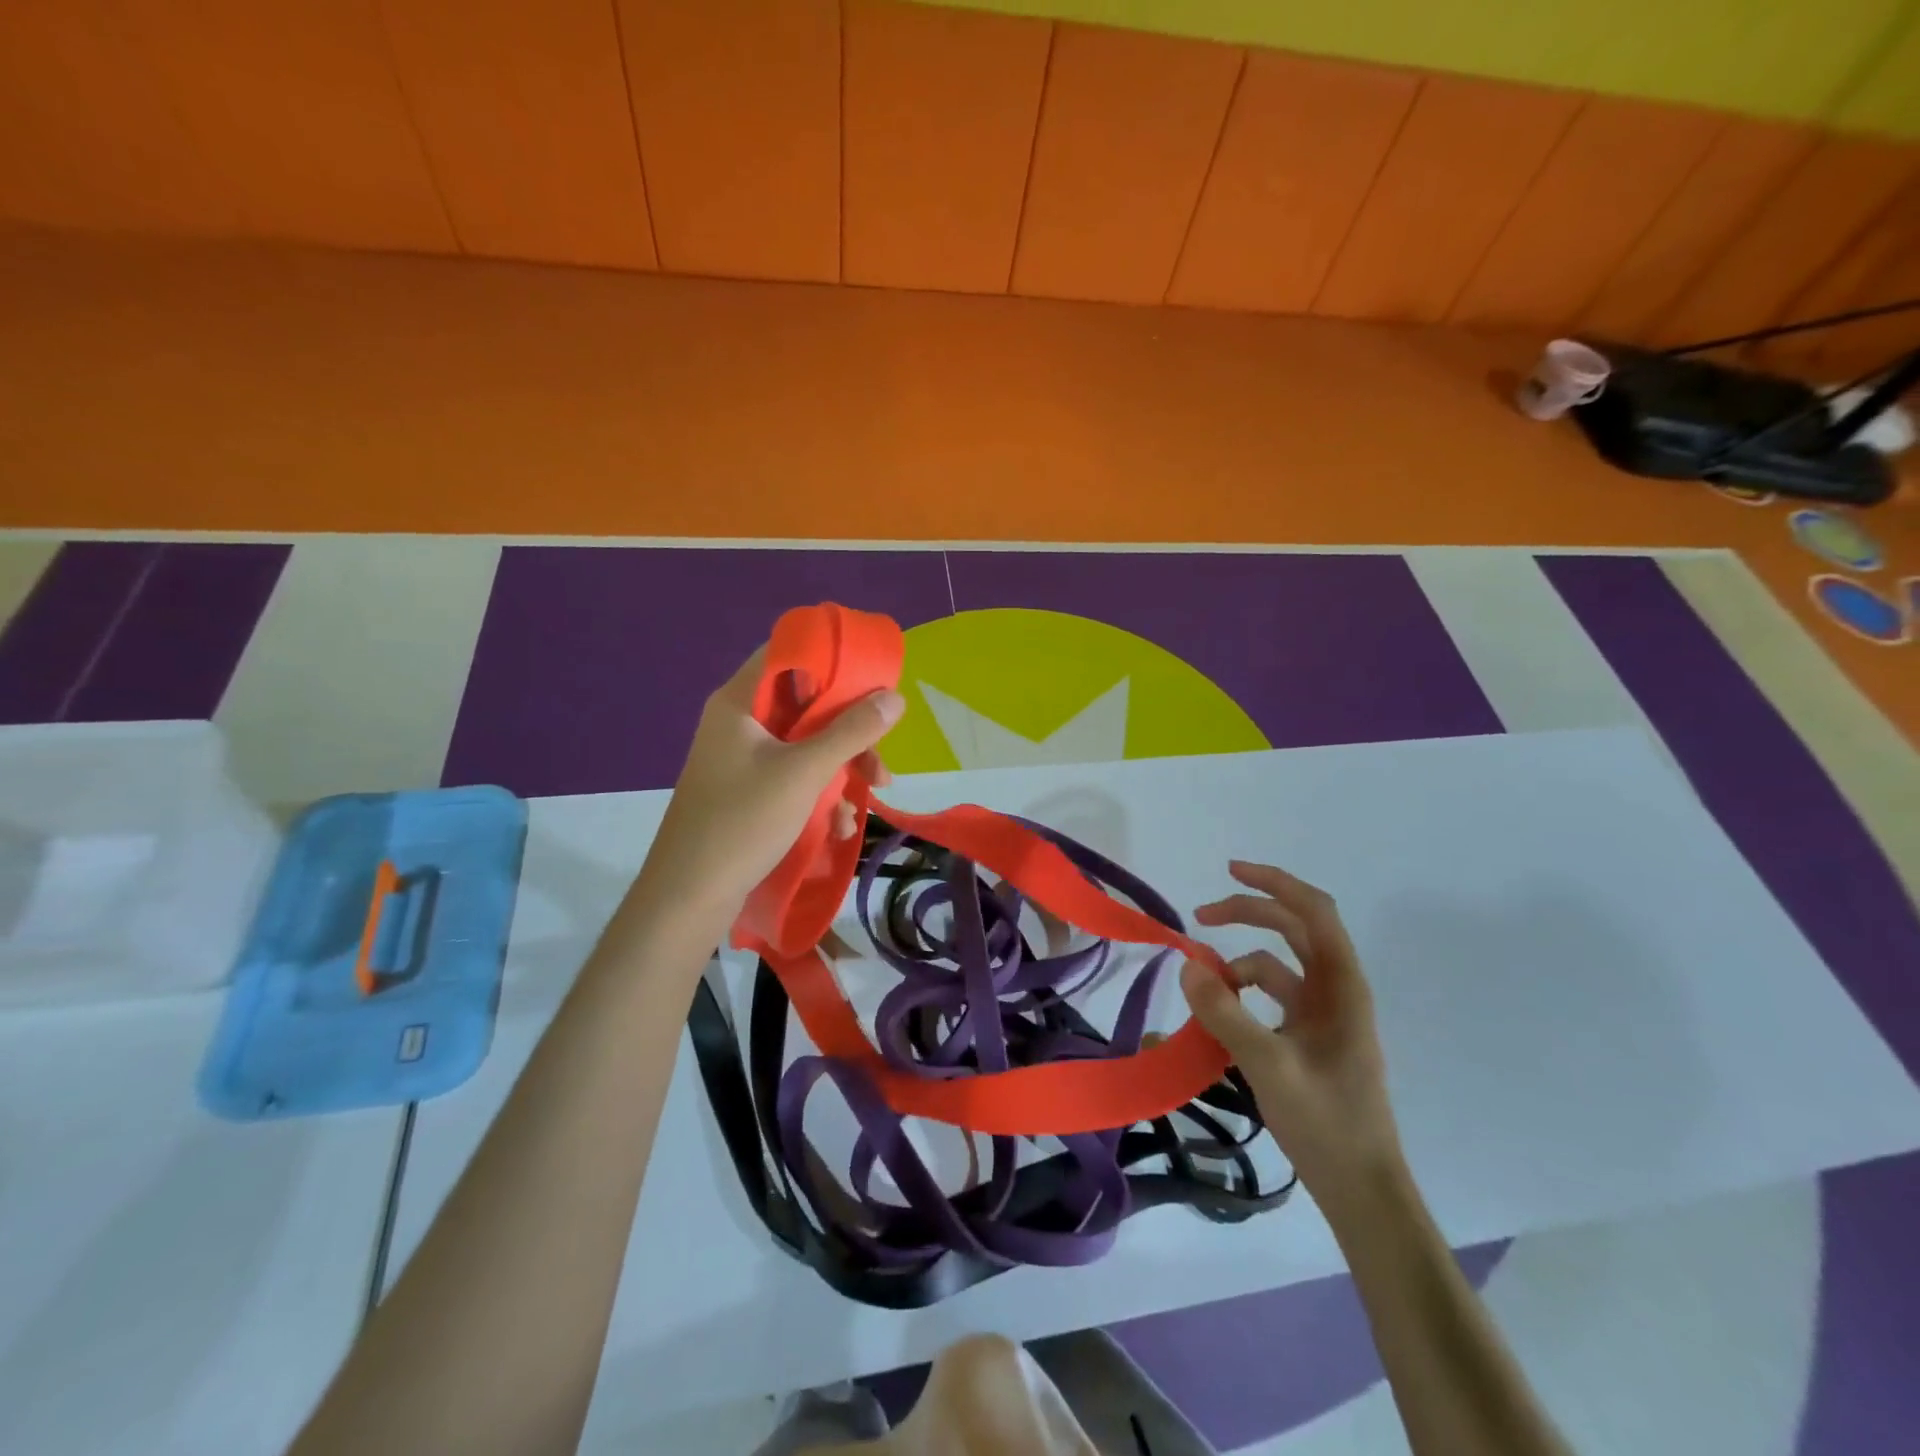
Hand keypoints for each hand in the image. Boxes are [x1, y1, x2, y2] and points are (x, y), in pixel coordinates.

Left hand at [633, 645, 904, 926]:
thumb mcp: (805, 772)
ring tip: (866, 801)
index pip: (787, 655)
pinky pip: (793, 777)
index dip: (831, 659)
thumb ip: (852, 731)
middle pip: (804, 706)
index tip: (871, 679)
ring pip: (805, 746)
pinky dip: (819, 794)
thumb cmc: (743, 821)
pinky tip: (838, 826)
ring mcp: (742, 760)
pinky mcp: (748, 793)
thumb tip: (895, 697)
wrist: (689, 896)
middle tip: (878, 757)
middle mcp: (739, 724)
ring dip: (840, 769)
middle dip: (848, 732)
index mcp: (739, 703)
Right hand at [1179, 861, 1402, 1200]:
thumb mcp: (1269, 1066)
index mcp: (1341, 987)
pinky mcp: (1309, 1038)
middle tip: (1200, 917)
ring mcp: (1323, 1015)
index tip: (1230, 871)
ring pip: (1277, 964)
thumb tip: (1187, 965)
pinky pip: (1271, 997)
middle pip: (1292, 928)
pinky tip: (1219, 1015)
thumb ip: (1226, 1013)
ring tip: (1202, 984)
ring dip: (1238, 963)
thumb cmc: (1327, 1125)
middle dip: (1246, 914)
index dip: (1275, 882)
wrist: (1361, 1191)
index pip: (1314, 911)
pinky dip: (1242, 994)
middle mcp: (1335, 991)